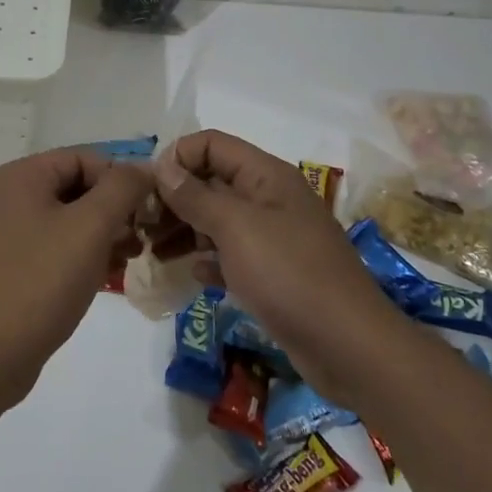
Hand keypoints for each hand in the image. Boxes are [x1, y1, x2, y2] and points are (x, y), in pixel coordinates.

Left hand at [0, 147, 152, 409]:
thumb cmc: (40, 281)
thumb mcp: (90, 228)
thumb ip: (121, 189)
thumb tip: (143, 167)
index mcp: (20, 176)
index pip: (84, 158)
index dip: (121, 178)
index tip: (150, 209)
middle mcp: (7, 196)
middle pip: (74, 186)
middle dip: (113, 208)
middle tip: (144, 236)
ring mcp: (3, 234)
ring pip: (66, 219)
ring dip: (102, 233)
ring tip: (131, 257)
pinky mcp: (7, 267)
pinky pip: (52, 247)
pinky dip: (80, 254)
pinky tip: (105, 276)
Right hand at [156, 130, 384, 392]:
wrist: (350, 347)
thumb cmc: (289, 274)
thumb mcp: (235, 228)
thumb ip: (195, 195)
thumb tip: (162, 166)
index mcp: (265, 175)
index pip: (211, 144)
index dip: (178, 158)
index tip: (149, 189)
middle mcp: (268, 198)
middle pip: (210, 181)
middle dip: (174, 198)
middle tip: (141, 225)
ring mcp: (272, 236)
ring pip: (216, 220)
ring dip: (184, 230)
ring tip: (153, 252)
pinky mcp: (273, 273)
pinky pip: (230, 254)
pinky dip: (208, 259)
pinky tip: (192, 275)